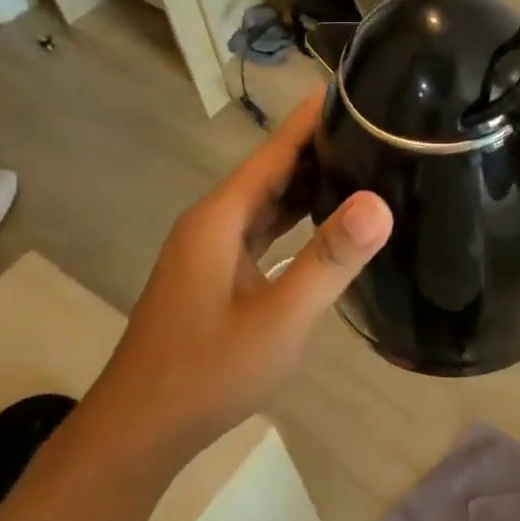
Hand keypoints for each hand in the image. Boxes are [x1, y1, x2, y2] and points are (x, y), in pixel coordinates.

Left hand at [95, 93, 391, 452]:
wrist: (139, 431)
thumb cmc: (207, 372)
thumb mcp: (279, 318)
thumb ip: (329, 260)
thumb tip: (380, 204)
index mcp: (221, 218)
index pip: (275, 150)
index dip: (312, 119)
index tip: (356, 89)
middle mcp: (213, 222)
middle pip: (272, 170)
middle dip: (321, 146)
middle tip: (379, 128)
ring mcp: (211, 250)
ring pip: (268, 201)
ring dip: (310, 182)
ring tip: (365, 162)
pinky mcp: (216, 274)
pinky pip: (263, 230)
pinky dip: (296, 217)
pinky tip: (327, 222)